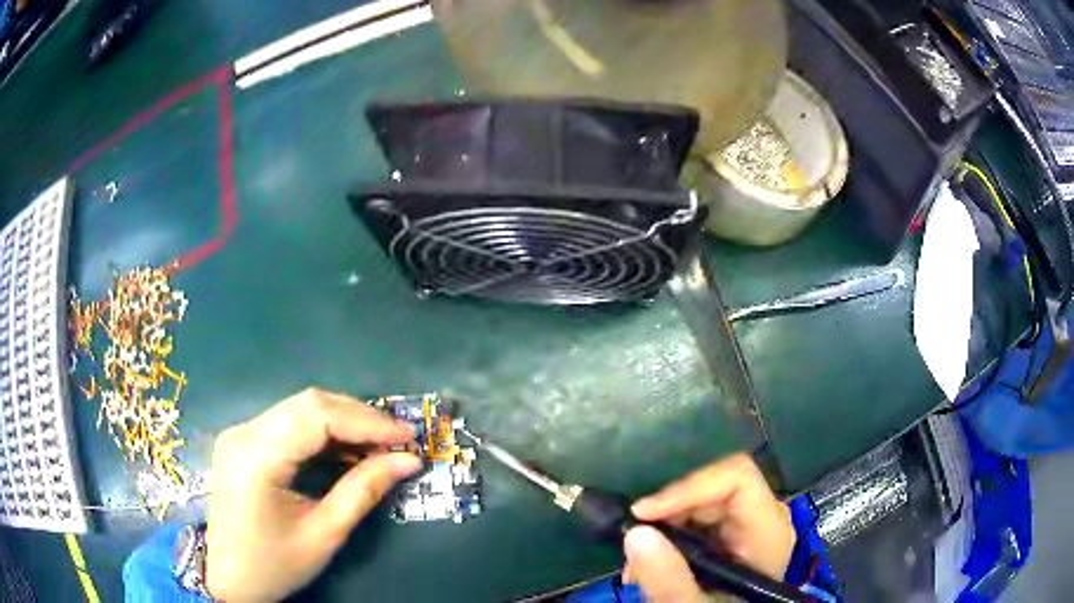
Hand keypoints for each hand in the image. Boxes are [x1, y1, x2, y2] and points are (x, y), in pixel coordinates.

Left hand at [204, 388, 420, 601]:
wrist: (228, 579)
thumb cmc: (275, 565)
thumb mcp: (324, 534)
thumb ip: (364, 491)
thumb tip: (408, 461)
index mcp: (257, 456)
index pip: (317, 416)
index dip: (367, 420)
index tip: (408, 435)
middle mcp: (243, 432)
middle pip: (308, 404)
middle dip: (358, 418)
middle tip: (398, 440)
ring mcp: (240, 434)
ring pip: (299, 409)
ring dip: (343, 422)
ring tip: (379, 445)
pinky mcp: (243, 442)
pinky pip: (288, 424)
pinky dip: (322, 433)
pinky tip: (346, 450)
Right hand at [623, 453, 795, 601]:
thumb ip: (669, 579)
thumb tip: (636, 533)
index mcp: (769, 531)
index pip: (738, 479)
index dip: (689, 487)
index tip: (642, 513)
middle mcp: (766, 517)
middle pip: (715, 486)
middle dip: (668, 511)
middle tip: (632, 541)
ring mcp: (750, 523)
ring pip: (701, 498)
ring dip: (663, 524)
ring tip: (636, 562)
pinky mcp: (732, 532)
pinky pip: (697, 514)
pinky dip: (668, 533)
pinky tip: (651, 562)